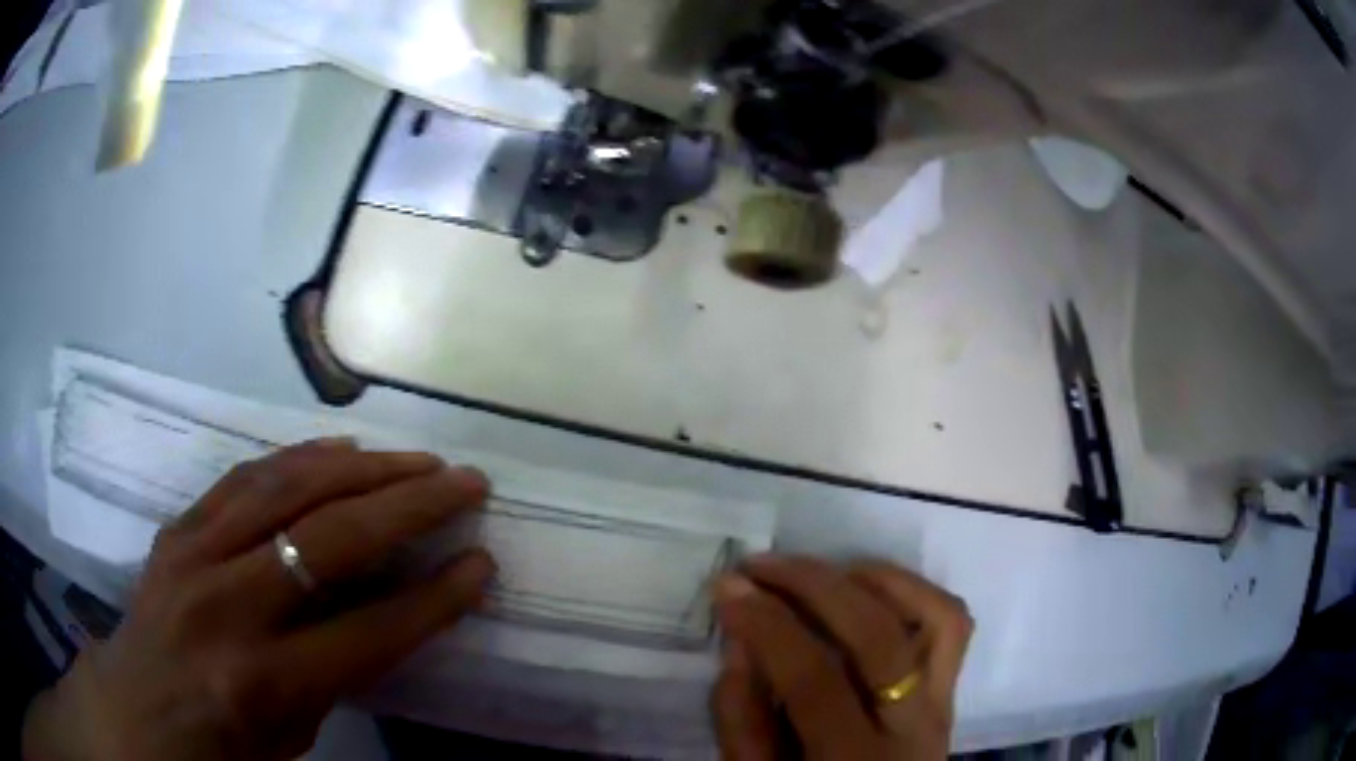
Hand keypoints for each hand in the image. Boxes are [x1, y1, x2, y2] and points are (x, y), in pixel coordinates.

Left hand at [23, 439, 493, 760]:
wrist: (138, 709)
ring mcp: (194, 554)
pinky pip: (245, 478)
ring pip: (285, 489)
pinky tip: (339, 451)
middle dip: (409, 507)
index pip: (367, 633)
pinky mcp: (178, 527)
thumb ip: (334, 673)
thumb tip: (385, 611)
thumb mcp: (291, 736)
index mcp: (260, 683)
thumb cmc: (221, 745)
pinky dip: (299, 459)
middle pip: (329, 541)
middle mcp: (226, 607)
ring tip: (413, 459)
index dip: (433, 599)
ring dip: (360, 468)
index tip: (481, 564)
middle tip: (464, 482)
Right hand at [712, 556, 972, 759]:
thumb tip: (740, 639)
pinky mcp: (952, 691)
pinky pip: (951, 625)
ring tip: (820, 572)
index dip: (768, 625)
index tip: (728, 586)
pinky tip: (866, 589)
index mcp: (855, 760)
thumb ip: (742, 719)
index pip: (815, 679)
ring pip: (936, 617)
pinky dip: (912, 593)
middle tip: (762, 566)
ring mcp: (944, 704)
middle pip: (879, 637)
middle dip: (815, 586)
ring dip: (877, 580)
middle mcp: (913, 727)